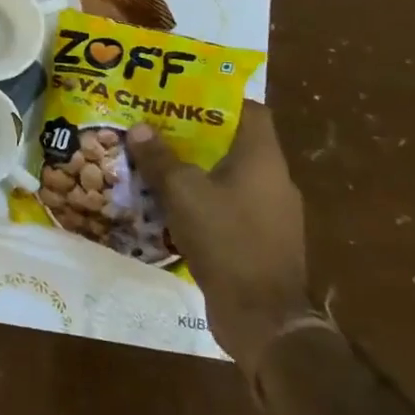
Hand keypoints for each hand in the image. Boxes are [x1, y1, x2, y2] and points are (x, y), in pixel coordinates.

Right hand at [127, 102, 315, 380]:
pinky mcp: (262, 243)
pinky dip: (205, 203)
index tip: (184, 97)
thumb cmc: (226, 239)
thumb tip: (139, 128)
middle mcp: (275, 181)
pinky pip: (231, 209)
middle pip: (236, 145)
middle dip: (197, 136)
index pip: (251, 111)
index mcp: (263, 159)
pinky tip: (173, 208)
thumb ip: (160, 159)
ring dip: (198, 172)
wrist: (262, 317)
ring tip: (159, 165)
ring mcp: (273, 215)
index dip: (219, 100)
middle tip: (158, 128)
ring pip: (231, 179)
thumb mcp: (182, 192)